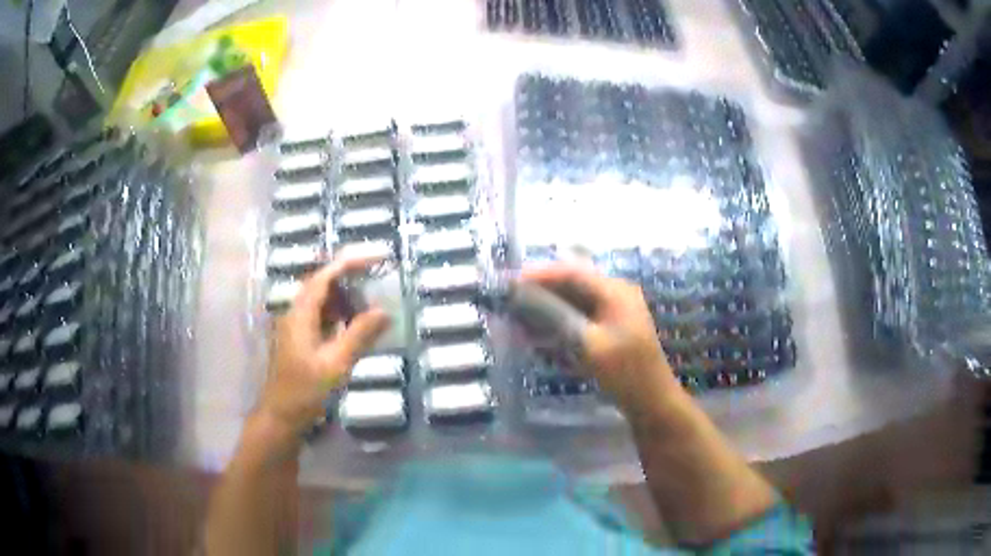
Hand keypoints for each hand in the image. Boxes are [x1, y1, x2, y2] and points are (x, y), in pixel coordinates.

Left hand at [258, 257, 390, 436]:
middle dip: (348, 277)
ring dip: (344, 297)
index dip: (348, 263)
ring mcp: (295, 328)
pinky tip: (353, 325)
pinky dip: (338, 315)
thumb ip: (359, 335)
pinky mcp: (299, 341)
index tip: (375, 258)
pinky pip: (320, 317)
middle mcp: (295, 314)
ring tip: (370, 301)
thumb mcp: (336, 364)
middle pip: (321, 284)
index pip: (324, 277)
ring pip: (321, 301)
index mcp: (300, 314)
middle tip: (376, 277)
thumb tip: (384, 311)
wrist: (281, 416)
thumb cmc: (306, 391)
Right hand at [522, 263, 678, 417]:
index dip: (539, 275)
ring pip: (572, 303)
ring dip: (546, 311)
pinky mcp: (609, 330)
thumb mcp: (588, 343)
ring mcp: (613, 312)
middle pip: (571, 285)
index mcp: (614, 290)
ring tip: (518, 321)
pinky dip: (558, 325)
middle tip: (510, 303)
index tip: (509, 285)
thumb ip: (555, 316)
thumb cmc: (624, 371)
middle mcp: (614, 294)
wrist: (651, 401)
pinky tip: (539, 337)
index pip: (571, 272)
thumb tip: (521, 297)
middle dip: (540, 293)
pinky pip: (578, 319)